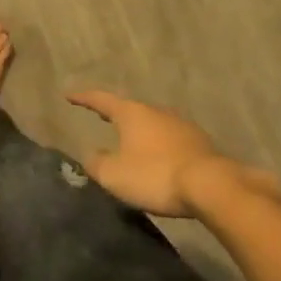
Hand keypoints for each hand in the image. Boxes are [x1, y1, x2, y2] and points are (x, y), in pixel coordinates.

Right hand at [66, 90, 276, 218]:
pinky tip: (160, 157)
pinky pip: (171, 139)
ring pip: (152, 123)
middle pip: (129, 109)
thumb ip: (97, 163)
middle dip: (115, 113)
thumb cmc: (155, 175)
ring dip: (140, 130)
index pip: (101, 100)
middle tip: (101, 116)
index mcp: (131, 113)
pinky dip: (159, 145)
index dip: (83, 98)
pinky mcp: (199, 143)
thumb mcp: (114, 175)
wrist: (211, 186)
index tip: (69, 95)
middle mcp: (155, 111)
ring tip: (131, 140)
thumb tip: (91, 156)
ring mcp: (180, 125)